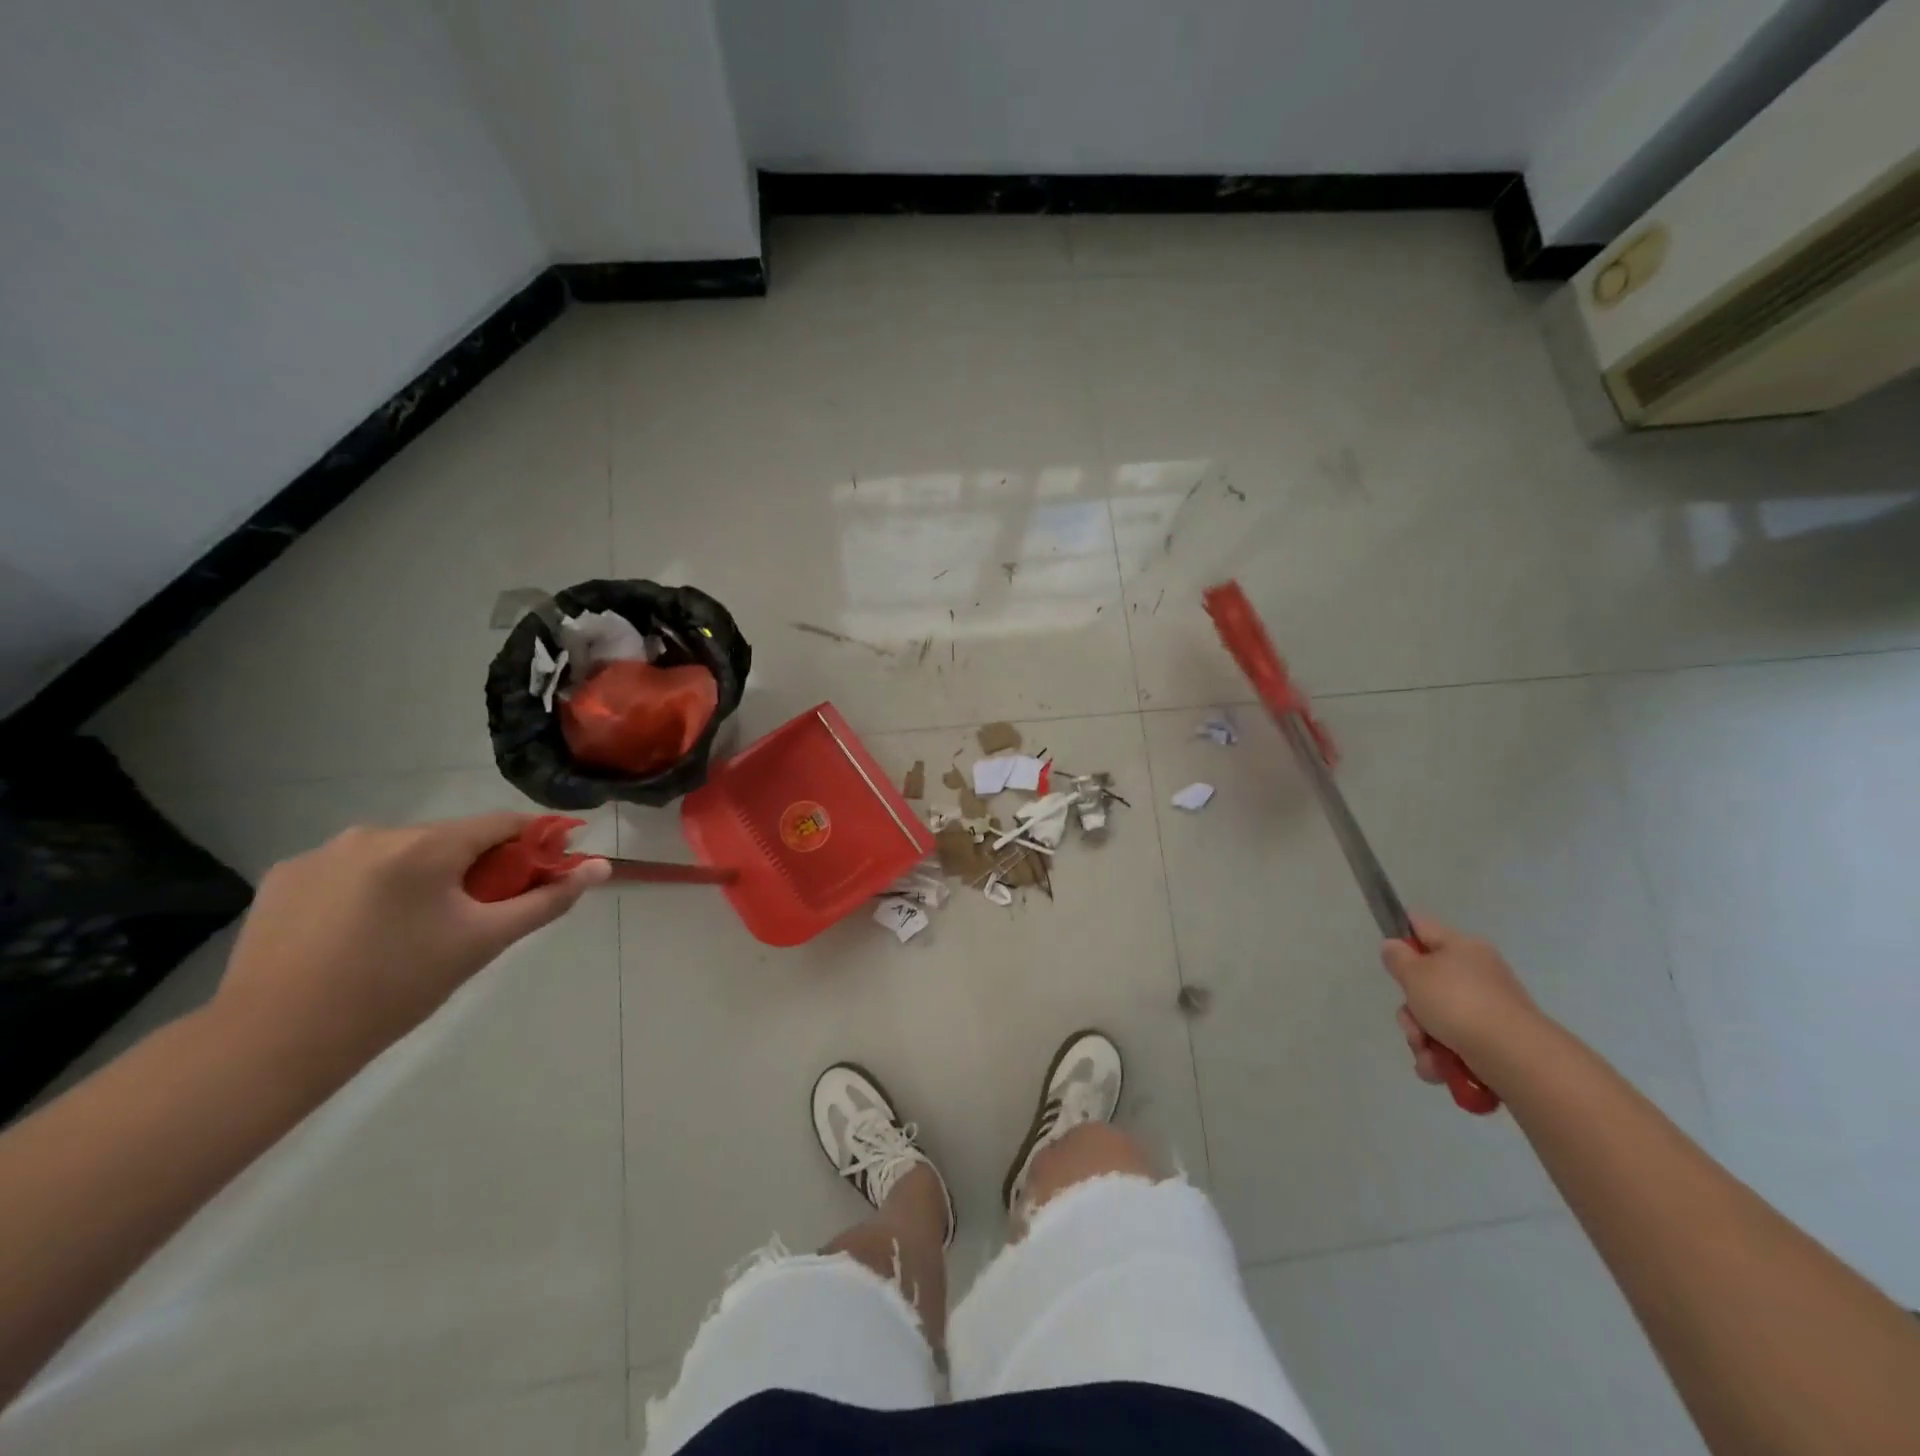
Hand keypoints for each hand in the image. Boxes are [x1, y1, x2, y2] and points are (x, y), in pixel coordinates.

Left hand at [212, 814, 609, 1073]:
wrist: (272, 1043)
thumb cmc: (395, 989)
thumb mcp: (482, 943)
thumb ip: (546, 900)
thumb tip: (600, 868)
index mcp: (425, 846)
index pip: (502, 823)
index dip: (534, 841)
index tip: (549, 865)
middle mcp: (374, 833)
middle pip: (449, 839)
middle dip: (475, 866)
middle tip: (478, 914)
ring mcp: (322, 852)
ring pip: (400, 853)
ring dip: (422, 876)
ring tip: (415, 928)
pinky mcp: (284, 875)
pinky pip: (352, 869)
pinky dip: (372, 888)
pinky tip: (362, 931)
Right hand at [1381, 915, 1542, 1084]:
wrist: (1515, 1058)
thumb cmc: (1459, 1003)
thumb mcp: (1415, 973)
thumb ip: (1397, 957)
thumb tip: (1395, 947)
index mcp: (1462, 947)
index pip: (1421, 927)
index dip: (1400, 936)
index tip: (1389, 957)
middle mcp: (1477, 974)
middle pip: (1425, 983)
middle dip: (1410, 1009)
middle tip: (1412, 1021)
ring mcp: (1488, 1010)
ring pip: (1435, 1019)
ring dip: (1422, 1039)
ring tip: (1428, 1054)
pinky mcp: (1493, 1043)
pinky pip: (1453, 1045)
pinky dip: (1441, 1059)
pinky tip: (1440, 1070)